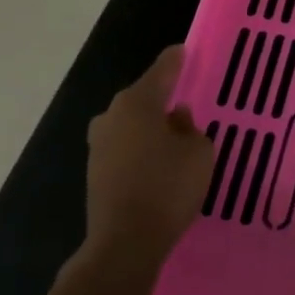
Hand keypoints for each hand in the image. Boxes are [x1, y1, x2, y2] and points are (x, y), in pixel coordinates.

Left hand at [74, 46, 214, 283]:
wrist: (125, 243)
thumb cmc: (168, 187)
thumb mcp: (198, 152)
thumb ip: (190, 128)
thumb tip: (175, 119)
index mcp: (137, 102)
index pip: (162, 70)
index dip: (176, 60)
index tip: (184, 50)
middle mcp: (112, 116)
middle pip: (142, 97)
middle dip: (162, 96)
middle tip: (185, 97)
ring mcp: (98, 145)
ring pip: (130, 124)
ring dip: (149, 125)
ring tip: (174, 133)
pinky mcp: (95, 172)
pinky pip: (124, 147)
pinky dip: (140, 148)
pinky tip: (158, 160)